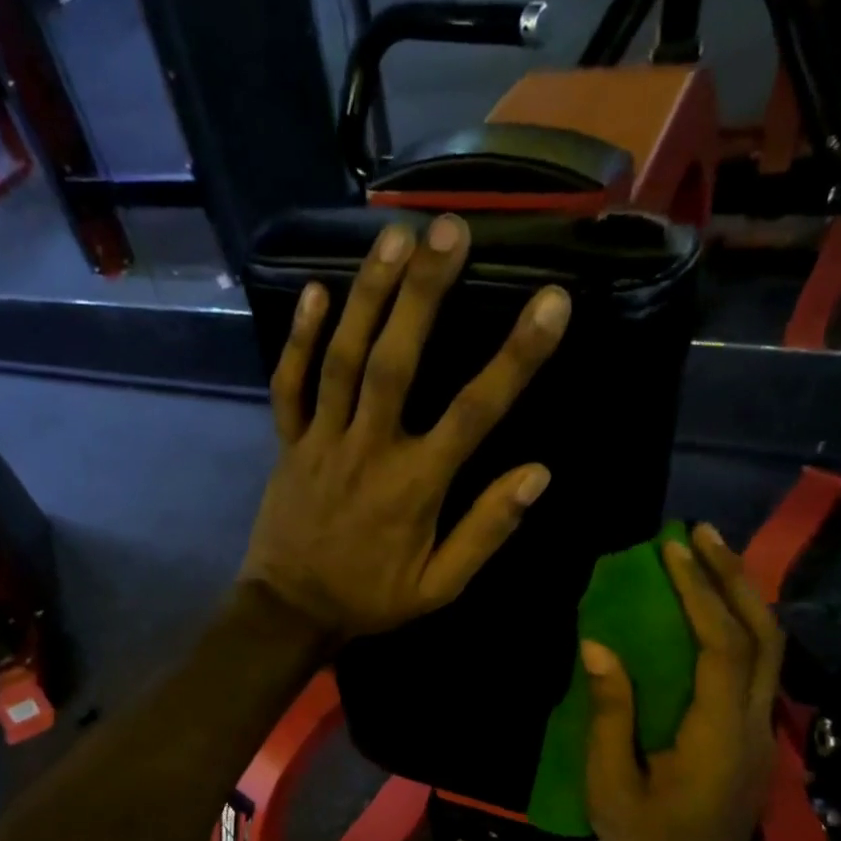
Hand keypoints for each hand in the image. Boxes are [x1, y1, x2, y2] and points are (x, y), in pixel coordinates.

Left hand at [239, 214, 571, 640]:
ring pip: (342, 360)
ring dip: (367, 296)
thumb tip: (538, 474)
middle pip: (396, 362)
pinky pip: (289, 386)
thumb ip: (487, 530)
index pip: (475, 412)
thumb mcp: (441, 585)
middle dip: (424, 293)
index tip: (552, 302)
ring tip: (392, 236)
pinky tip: (316, 291)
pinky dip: (299, 340)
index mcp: (416, 485)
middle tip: (449, 228)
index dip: (516, 357)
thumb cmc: (372, 599)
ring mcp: (322, 441)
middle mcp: (370, 449)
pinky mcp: (289, 444)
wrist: (291, 612)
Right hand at [582, 524, 783, 840]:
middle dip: (733, 578)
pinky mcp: (754, 735)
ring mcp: (762, 730)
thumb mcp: (611, 785)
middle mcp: (754, 724)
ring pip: (768, 648)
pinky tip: (708, 608)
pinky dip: (735, 624)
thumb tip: (598, 646)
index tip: (670, 550)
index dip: (700, 593)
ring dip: (739, 596)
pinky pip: (754, 665)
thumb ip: (609, 713)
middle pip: (762, 635)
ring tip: (706, 555)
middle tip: (700, 533)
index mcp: (719, 735)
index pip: (721, 648)